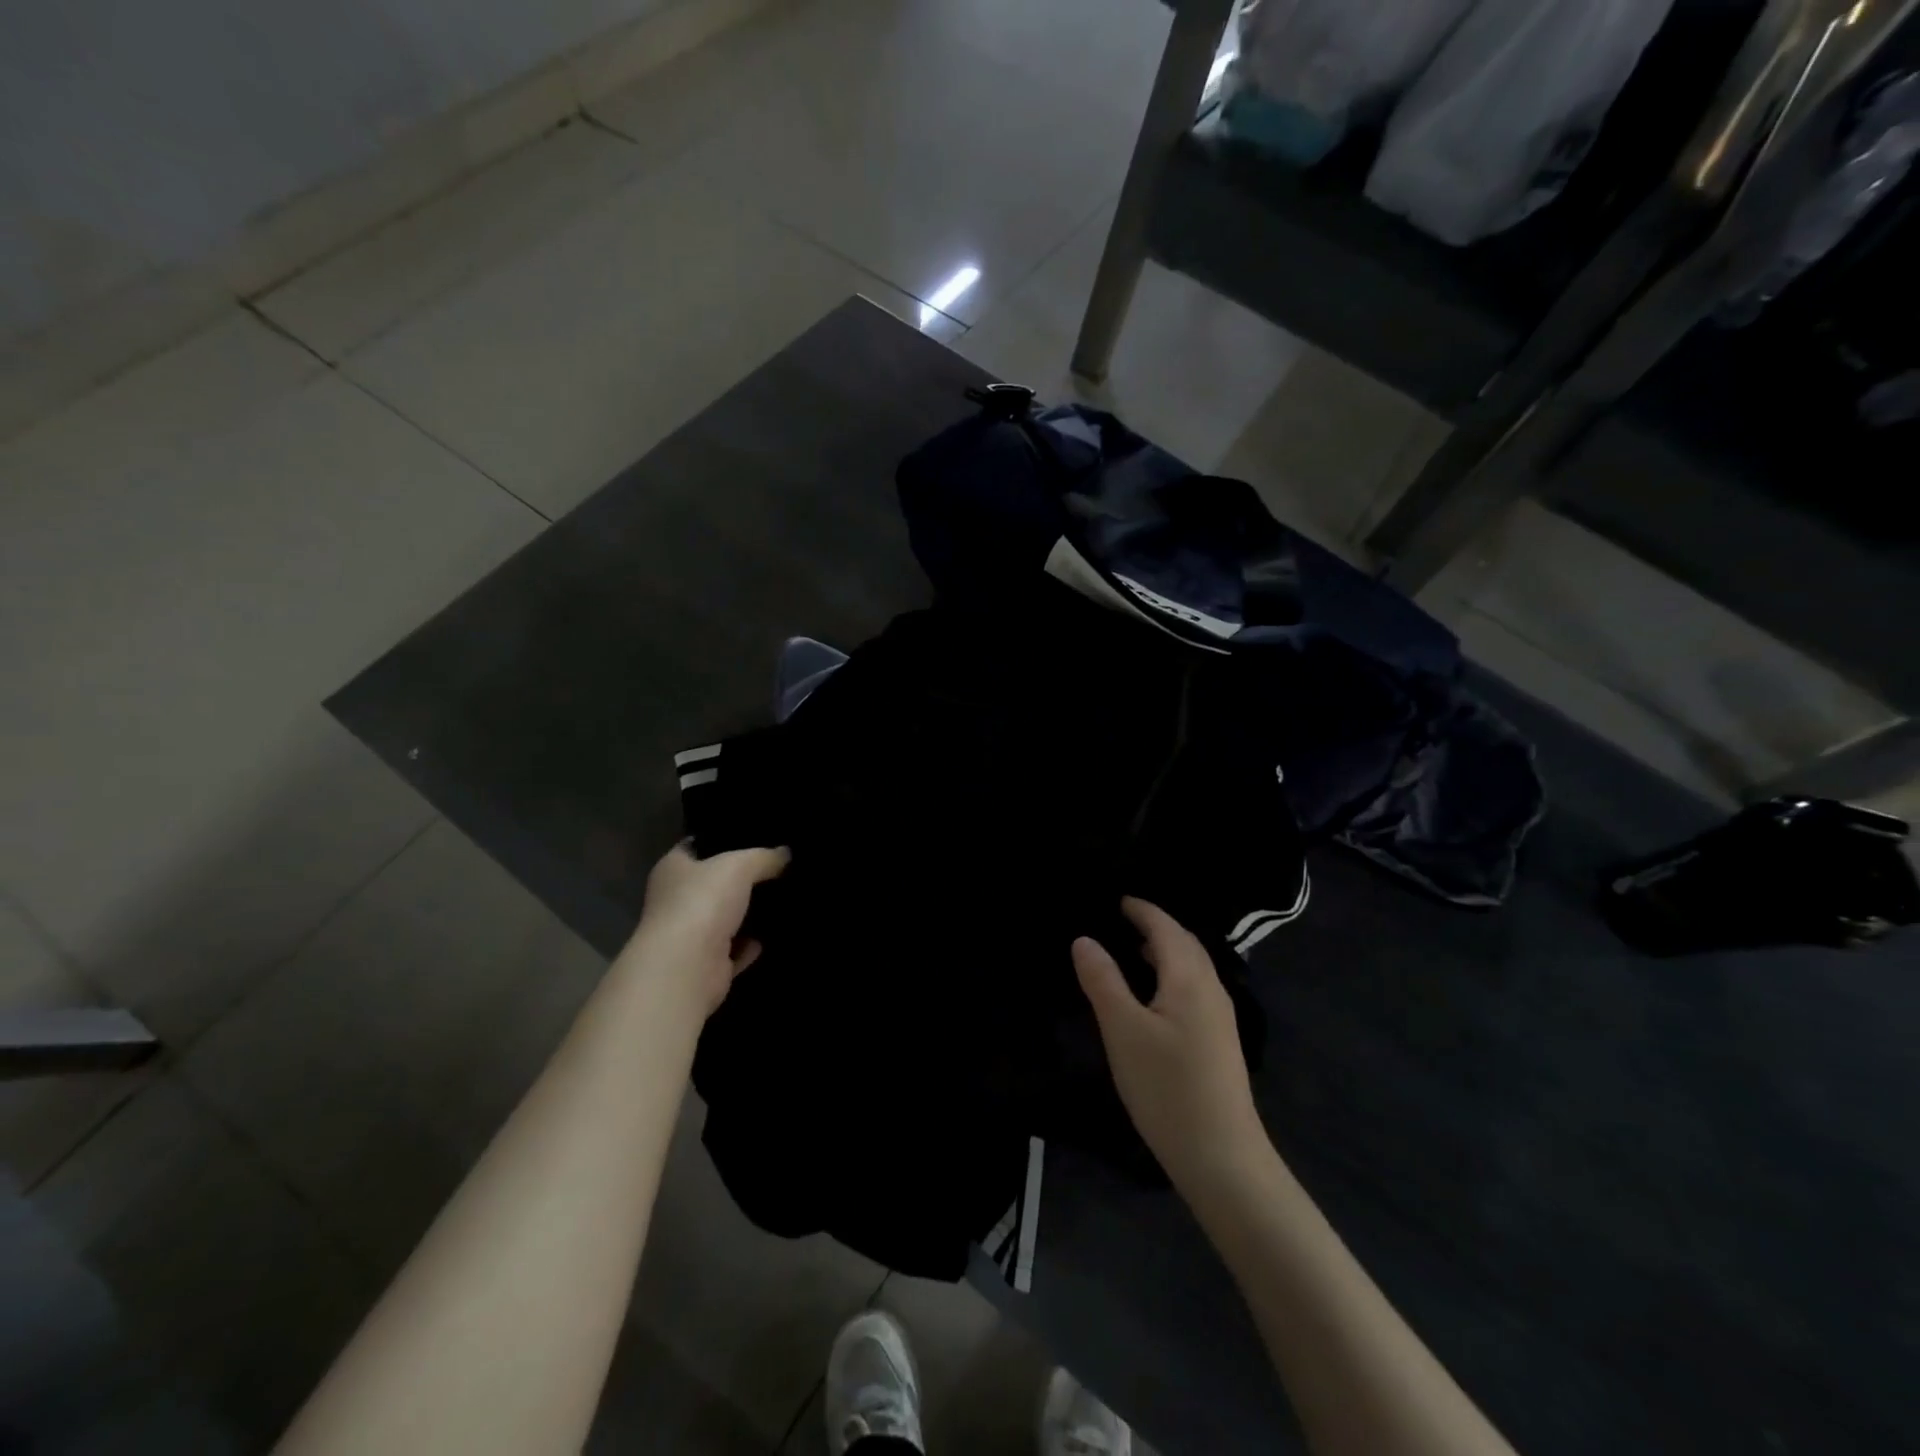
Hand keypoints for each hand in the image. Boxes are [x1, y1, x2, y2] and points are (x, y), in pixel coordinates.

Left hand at [627, 841, 789, 1013]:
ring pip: (723, 918)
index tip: (751, 837)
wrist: (687, 968)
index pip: (695, 846)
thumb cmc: (703, 902)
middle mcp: (675, 900)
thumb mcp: (740, 865)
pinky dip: (750, 946)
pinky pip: (734, 950)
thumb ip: (764, 857)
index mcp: (672, 868)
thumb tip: (785, 854)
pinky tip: (772, 935)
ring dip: (746, 914)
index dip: (720, 840)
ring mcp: (689, 935)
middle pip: (712, 884)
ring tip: (782, 899)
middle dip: (740, 879)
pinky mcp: (706, 965)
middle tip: (777, 868)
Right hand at [1073, 898, 1267, 1192]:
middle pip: (1185, 943)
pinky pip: (1195, 988)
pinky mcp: (1220, 1042)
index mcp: (1190, 978)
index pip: (1166, 928)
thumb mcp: (1123, 1030)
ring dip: (1166, 951)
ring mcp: (1221, 1018)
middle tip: (1123, 920)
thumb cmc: (1167, 1088)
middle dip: (1156, 926)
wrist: (1222, 1157)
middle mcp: (1212, 989)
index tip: (1117, 899)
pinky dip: (1173, 974)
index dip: (1142, 910)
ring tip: (1133, 952)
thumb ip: (1103, 981)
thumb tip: (1084, 939)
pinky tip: (1155, 997)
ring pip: (1193, 968)